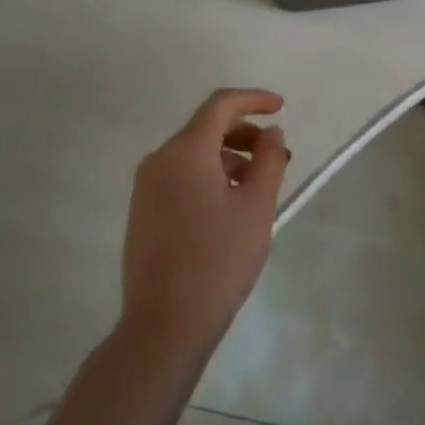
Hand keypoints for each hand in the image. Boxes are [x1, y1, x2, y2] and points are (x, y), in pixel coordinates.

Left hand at [120, 89, 287, 360]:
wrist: (165, 324)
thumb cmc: (219, 259)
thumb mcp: (257, 206)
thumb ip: (269, 160)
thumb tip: (271, 133)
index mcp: (185, 151)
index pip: (221, 105)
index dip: (254, 100)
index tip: (281, 108)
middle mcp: (159, 160)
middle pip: (206, 128)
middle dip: (245, 133)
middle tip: (277, 156)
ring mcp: (146, 187)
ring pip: (194, 154)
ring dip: (230, 157)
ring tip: (260, 185)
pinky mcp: (143, 212)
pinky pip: (181, 176)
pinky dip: (210, 176)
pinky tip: (231, 204)